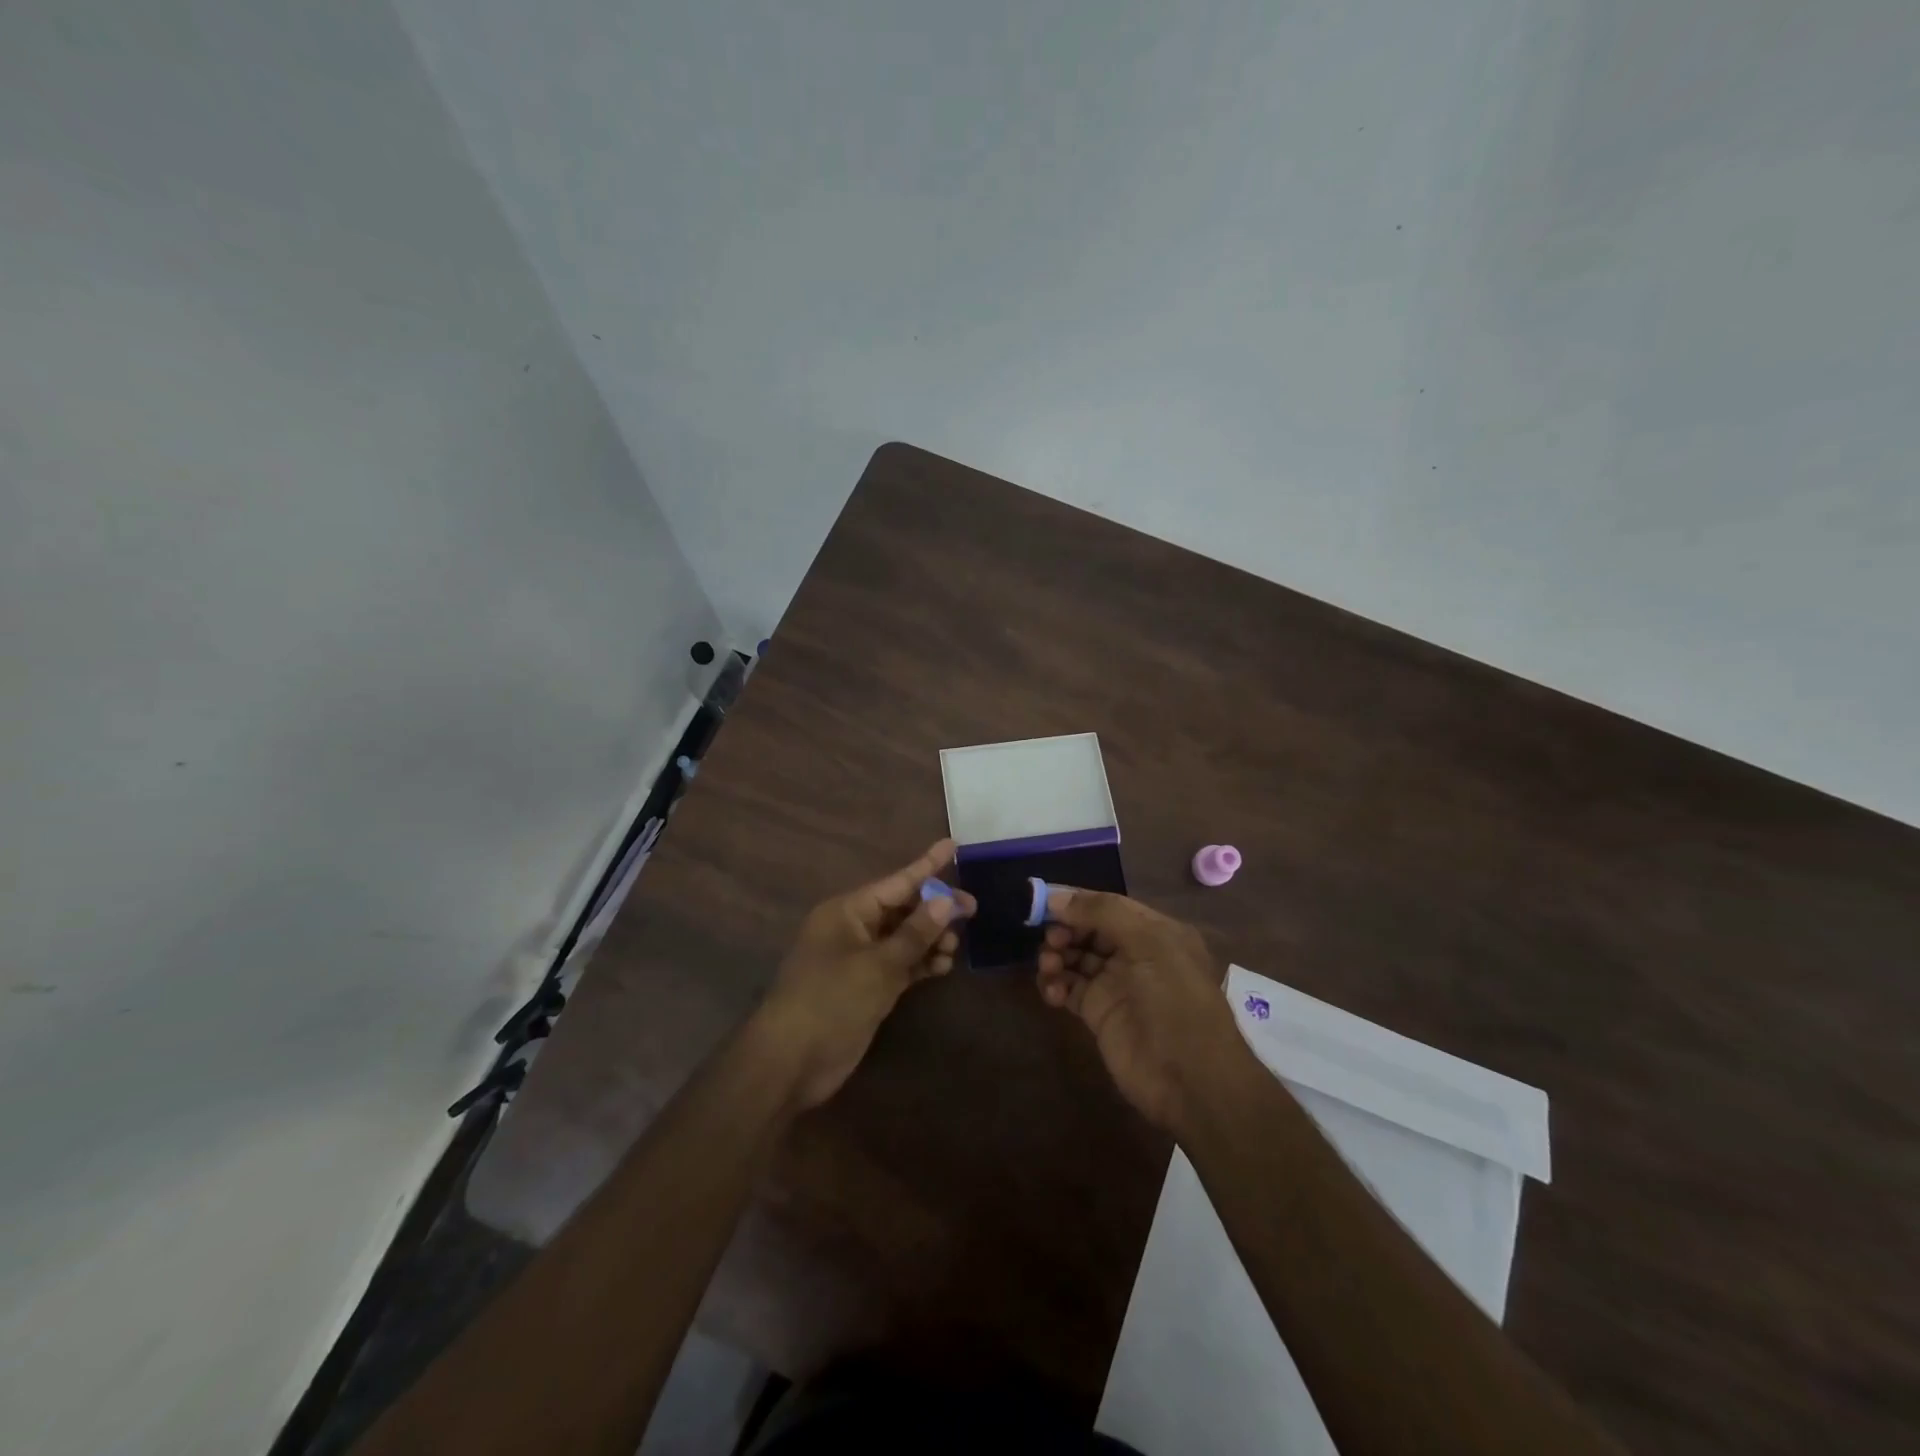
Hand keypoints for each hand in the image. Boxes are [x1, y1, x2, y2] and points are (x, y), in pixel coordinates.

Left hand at [755, 839, 975, 1111]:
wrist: (792, 1062)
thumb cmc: (830, 1001)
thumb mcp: (877, 965)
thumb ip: (915, 934)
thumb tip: (946, 901)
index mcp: (847, 911)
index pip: (896, 882)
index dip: (927, 865)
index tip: (953, 845)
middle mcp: (853, 929)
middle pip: (902, 909)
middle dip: (935, 908)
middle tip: (972, 909)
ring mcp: (860, 959)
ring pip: (904, 938)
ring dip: (930, 939)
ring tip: (955, 946)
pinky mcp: (866, 987)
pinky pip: (900, 964)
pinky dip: (921, 963)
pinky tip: (943, 966)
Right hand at [1036, 887, 1246, 1130]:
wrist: (1190, 1080)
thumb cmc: (1175, 1000)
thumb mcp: (1149, 943)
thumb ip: (1103, 913)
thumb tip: (1056, 897)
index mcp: (1155, 931)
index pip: (1109, 906)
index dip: (1077, 901)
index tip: (1044, 902)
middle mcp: (1135, 954)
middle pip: (1088, 930)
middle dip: (1065, 929)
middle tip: (1052, 940)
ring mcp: (1116, 985)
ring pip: (1075, 957)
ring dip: (1056, 956)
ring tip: (1049, 966)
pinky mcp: (1098, 1014)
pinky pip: (1068, 988)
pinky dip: (1055, 985)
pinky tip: (1052, 991)